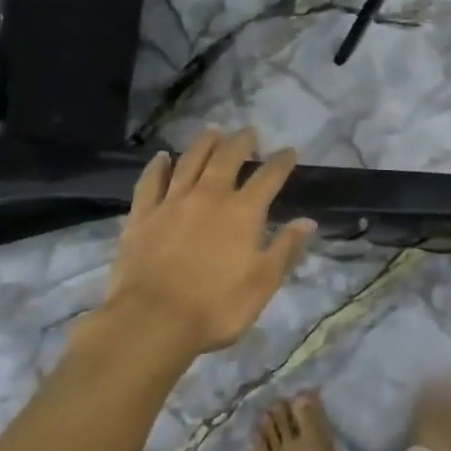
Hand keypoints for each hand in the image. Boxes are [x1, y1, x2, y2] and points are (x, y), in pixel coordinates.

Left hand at [104, 128, 316, 358]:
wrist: (152, 321)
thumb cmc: (216, 307)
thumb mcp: (262, 283)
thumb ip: (285, 249)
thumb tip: (308, 221)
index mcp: (242, 213)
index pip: (268, 178)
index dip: (281, 162)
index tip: (289, 151)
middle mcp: (208, 197)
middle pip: (227, 159)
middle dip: (241, 142)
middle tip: (249, 131)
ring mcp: (172, 203)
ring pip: (189, 162)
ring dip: (203, 143)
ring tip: (213, 130)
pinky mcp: (142, 216)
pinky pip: (150, 182)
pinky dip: (157, 166)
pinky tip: (162, 157)